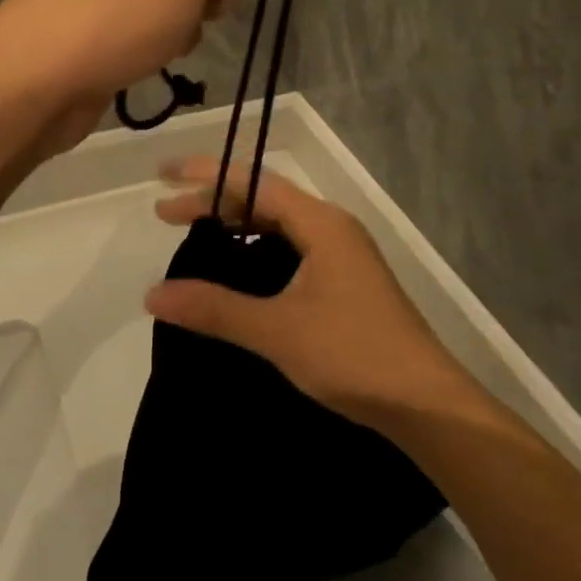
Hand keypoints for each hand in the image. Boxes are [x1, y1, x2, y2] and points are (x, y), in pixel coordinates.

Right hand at [146, 160, 474, 430]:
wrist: (427, 405)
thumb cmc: (353, 355)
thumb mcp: (278, 331)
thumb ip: (216, 309)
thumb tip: (153, 294)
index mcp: (320, 222)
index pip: (254, 182)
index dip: (206, 175)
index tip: (164, 175)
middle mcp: (332, 226)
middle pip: (264, 199)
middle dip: (214, 202)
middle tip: (166, 215)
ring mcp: (342, 253)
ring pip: (279, 224)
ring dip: (237, 225)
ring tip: (196, 237)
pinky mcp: (346, 280)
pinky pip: (291, 247)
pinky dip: (258, 249)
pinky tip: (239, 271)